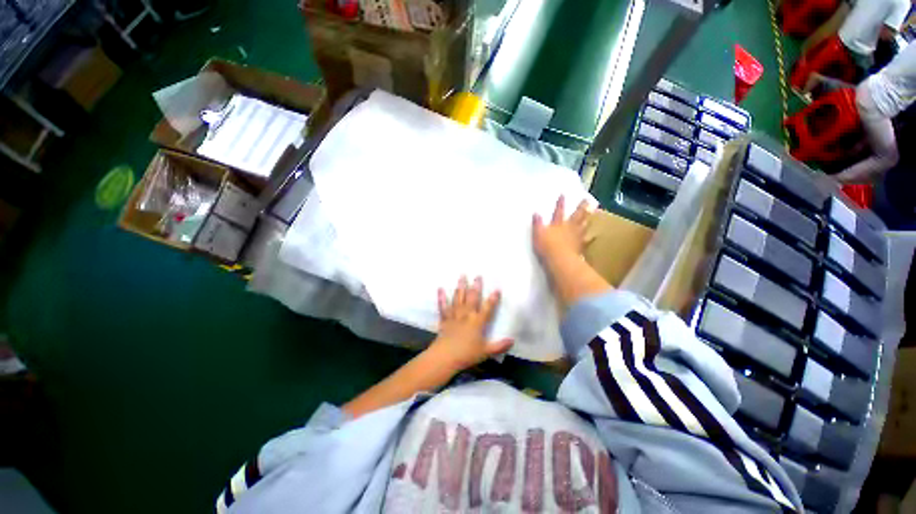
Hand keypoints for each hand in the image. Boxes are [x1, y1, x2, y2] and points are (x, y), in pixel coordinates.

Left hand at [428, 276, 513, 372]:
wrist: (445, 357)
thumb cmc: (466, 354)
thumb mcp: (486, 352)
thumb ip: (499, 346)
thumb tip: (512, 340)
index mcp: (477, 321)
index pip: (488, 307)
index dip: (493, 298)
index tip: (497, 289)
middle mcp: (466, 315)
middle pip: (472, 298)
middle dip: (476, 286)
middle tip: (477, 276)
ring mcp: (454, 315)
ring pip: (458, 298)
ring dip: (460, 287)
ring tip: (462, 276)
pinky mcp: (444, 319)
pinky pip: (443, 306)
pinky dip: (441, 297)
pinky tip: (440, 288)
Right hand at [532, 196, 590, 264]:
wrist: (559, 260)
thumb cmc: (546, 246)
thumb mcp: (537, 234)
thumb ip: (537, 223)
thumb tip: (536, 213)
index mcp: (557, 225)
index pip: (558, 212)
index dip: (560, 204)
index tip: (564, 194)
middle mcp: (568, 229)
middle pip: (576, 216)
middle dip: (581, 208)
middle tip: (587, 200)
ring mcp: (576, 238)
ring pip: (583, 226)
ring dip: (587, 220)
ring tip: (593, 213)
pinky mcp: (580, 247)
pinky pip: (587, 242)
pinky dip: (590, 239)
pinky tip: (594, 237)